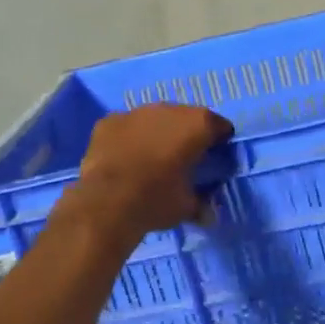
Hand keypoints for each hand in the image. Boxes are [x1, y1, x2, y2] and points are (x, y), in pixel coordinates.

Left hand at [71, 104, 232, 237]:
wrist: (105, 202)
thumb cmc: (156, 200)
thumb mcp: (186, 207)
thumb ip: (201, 204)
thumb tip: (208, 214)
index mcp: (197, 125)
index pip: (219, 126)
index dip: (219, 141)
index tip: (215, 156)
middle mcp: (169, 109)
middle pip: (186, 117)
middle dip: (187, 134)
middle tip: (183, 158)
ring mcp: (136, 112)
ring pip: (155, 118)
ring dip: (157, 133)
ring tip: (152, 158)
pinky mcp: (110, 121)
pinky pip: (127, 126)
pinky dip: (129, 138)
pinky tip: (125, 158)